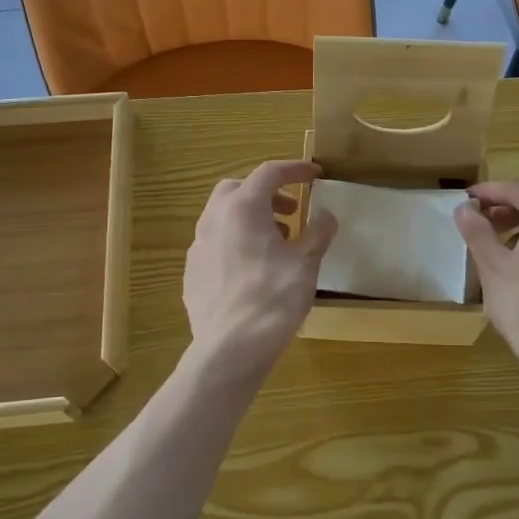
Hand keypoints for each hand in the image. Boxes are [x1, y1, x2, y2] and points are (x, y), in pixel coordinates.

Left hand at [184, 160, 337, 375]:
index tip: (316, 175)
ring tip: (276, 241)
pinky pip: (215, 242)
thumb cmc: (273, 299)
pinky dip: (236, 241)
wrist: (230, 348)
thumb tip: (325, 217)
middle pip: (238, 189)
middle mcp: (214, 219)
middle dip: (266, 192)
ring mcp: (198, 245)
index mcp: (243, 208)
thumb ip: (318, 233)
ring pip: (223, 215)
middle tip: (291, 210)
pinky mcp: (192, 271)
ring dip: (251, 217)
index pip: (270, 173)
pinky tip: (253, 268)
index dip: (295, 169)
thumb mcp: (306, 263)